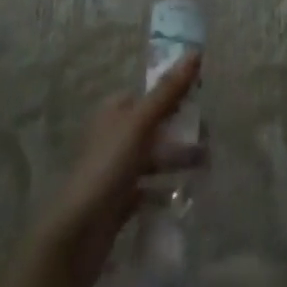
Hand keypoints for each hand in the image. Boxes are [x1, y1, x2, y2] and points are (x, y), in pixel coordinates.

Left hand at [37, 54, 201, 286]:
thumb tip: (196, 52)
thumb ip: (168, 91)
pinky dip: (166, 190)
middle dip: (182, 130)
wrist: (77, 233)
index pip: (150, 94)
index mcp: (114, 111)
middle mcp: (114, 135)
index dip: (175, 94)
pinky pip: (149, 189)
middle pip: (155, 125)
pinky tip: (185, 194)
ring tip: (206, 166)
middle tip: (210, 137)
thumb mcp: (140, 123)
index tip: (203, 99)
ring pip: (154, 157)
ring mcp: (116, 170)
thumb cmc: (107, 167)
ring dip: (179, 159)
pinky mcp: (120, 201)